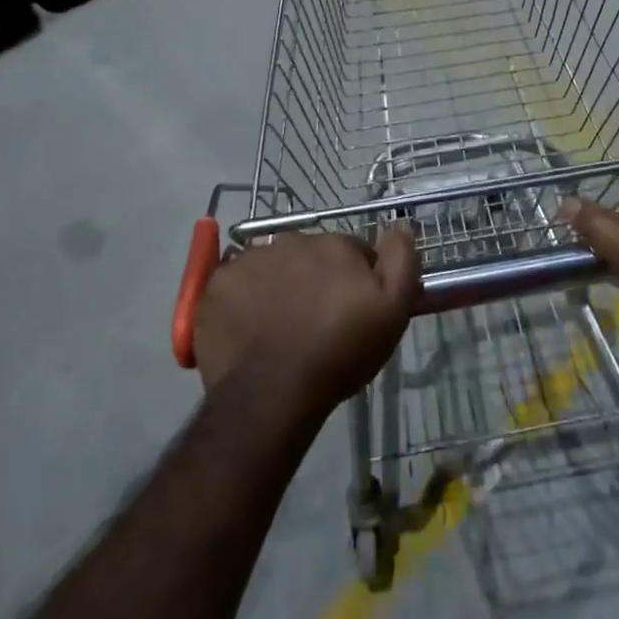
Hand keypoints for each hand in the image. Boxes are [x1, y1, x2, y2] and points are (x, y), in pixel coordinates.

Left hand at [193, 225, 419, 421]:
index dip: (356, 280)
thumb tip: (401, 225)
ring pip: (272, 266)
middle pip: (311, 256)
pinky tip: (249, 328)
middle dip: (316, 279)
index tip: (353, 311)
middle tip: (316, 322)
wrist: (271, 393)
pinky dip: (243, 299)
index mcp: (335, 244)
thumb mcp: (392, 313)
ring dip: (279, 286)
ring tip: (280, 328)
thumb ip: (402, 261)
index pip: (353, 252)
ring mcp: (250, 259)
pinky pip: (236, 283)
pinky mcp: (216, 284)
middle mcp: (292, 240)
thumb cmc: (338, 354)